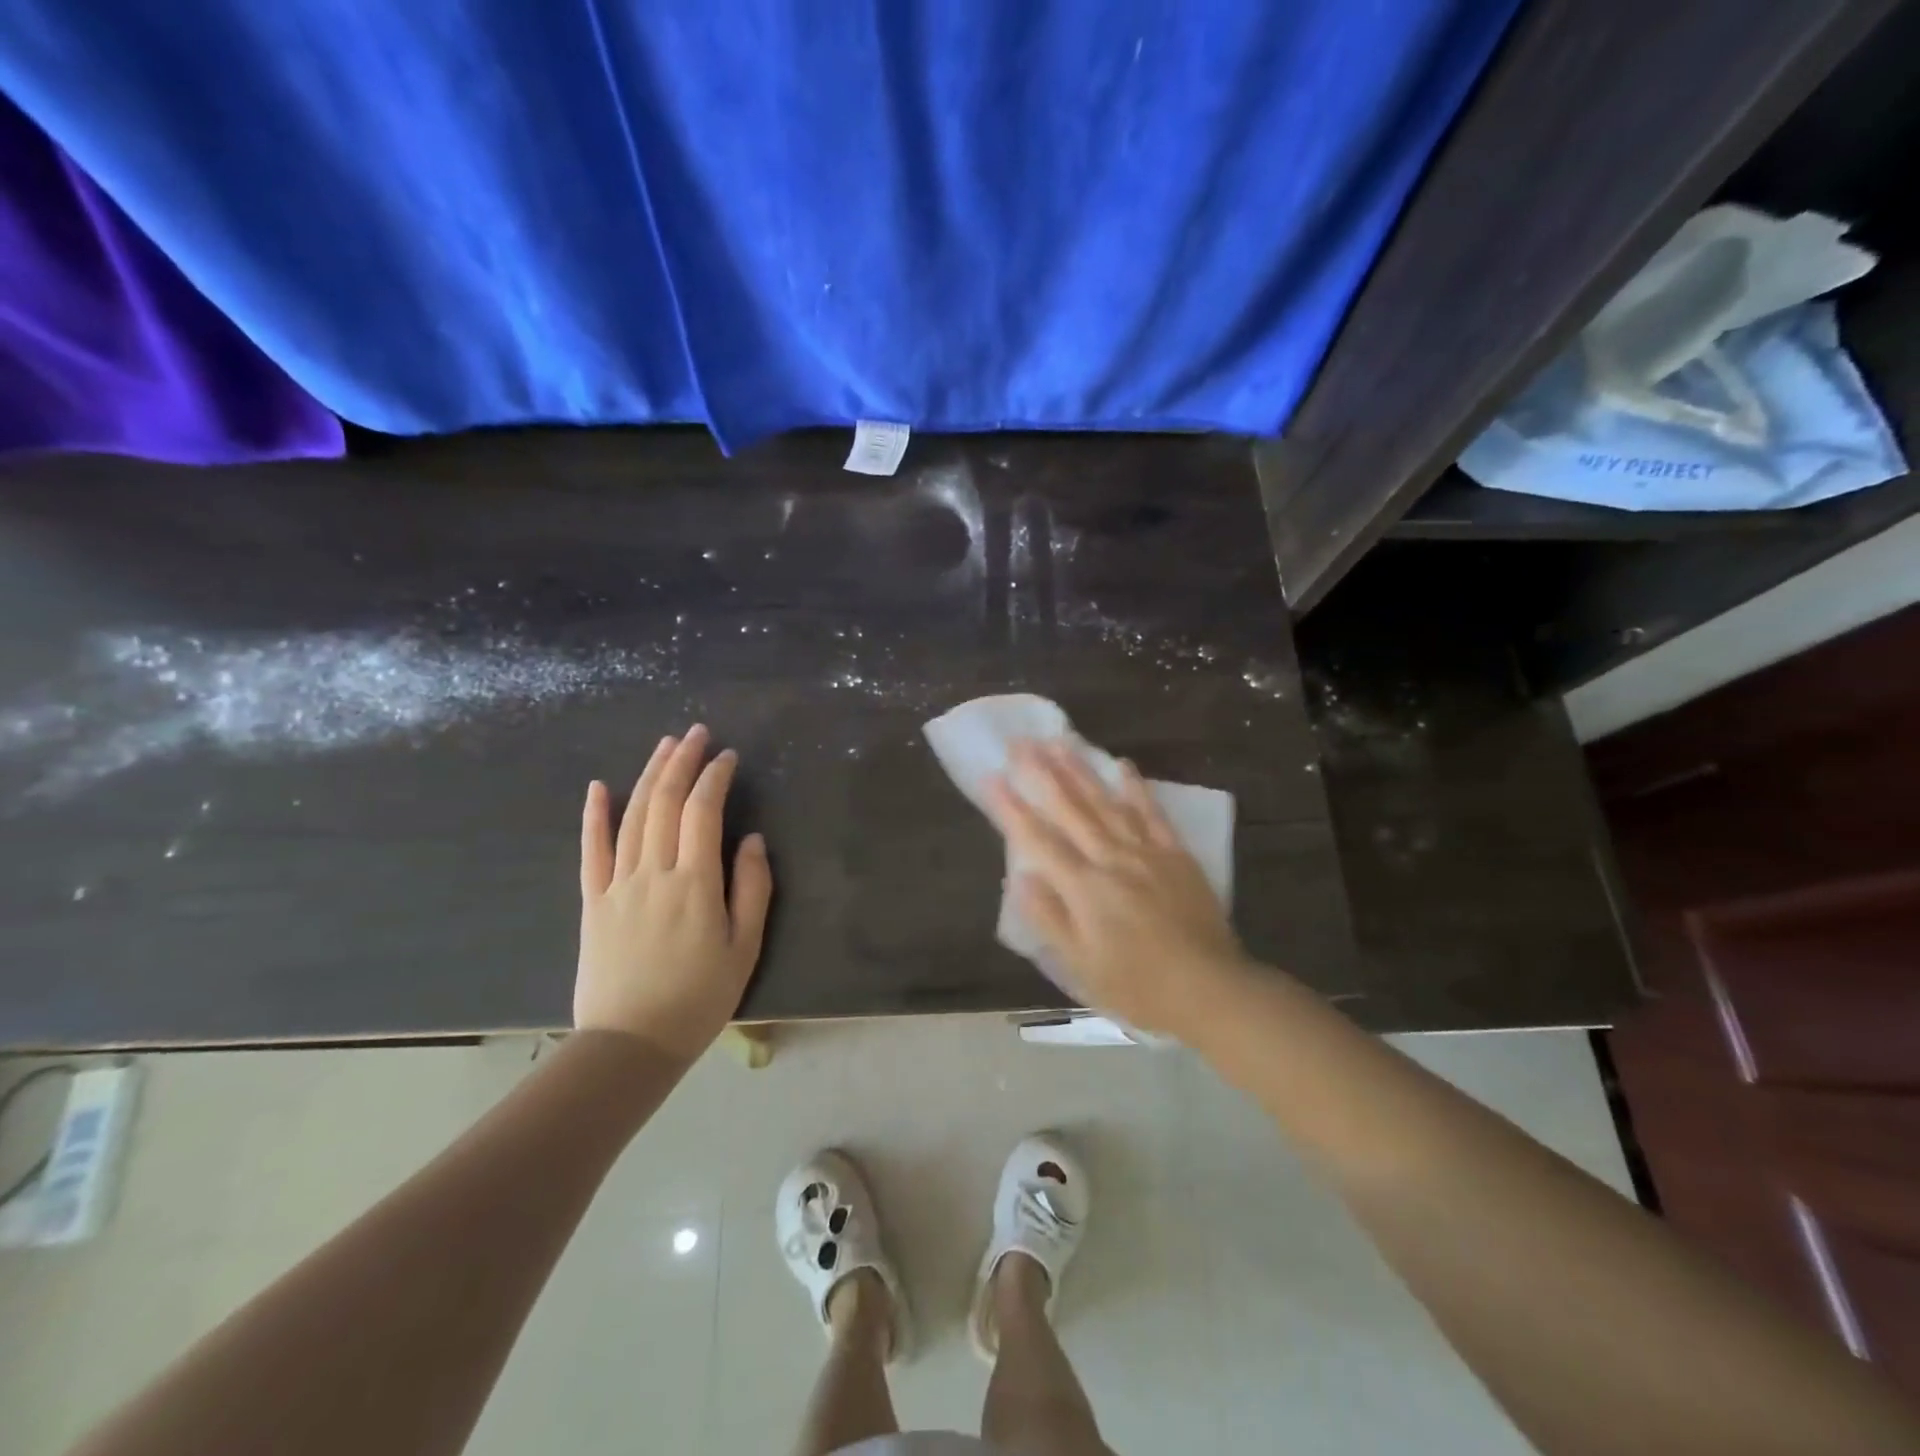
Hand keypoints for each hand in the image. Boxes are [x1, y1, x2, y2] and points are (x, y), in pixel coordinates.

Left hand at [576, 725, 772, 1060]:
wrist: (630, 1044)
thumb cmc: (698, 998)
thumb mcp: (744, 948)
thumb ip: (752, 889)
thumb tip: (750, 840)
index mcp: (695, 883)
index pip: (703, 812)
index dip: (715, 778)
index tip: (728, 756)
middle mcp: (654, 873)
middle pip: (664, 803)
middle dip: (682, 762)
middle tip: (696, 733)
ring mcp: (618, 885)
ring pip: (632, 817)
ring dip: (649, 776)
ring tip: (665, 745)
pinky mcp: (593, 902)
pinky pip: (591, 851)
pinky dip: (594, 816)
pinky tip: (600, 786)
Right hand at [987, 739, 1250, 1038]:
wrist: (1210, 989)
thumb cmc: (1137, 985)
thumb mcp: (1081, 966)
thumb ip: (1049, 918)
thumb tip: (1018, 878)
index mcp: (1083, 887)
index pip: (1038, 839)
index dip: (1012, 807)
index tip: (991, 777)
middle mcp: (1111, 859)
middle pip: (1070, 809)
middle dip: (1042, 773)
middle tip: (1021, 742)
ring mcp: (1146, 852)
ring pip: (1106, 802)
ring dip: (1080, 770)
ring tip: (1060, 742)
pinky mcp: (1175, 854)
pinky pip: (1152, 813)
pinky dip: (1136, 788)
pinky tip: (1122, 766)